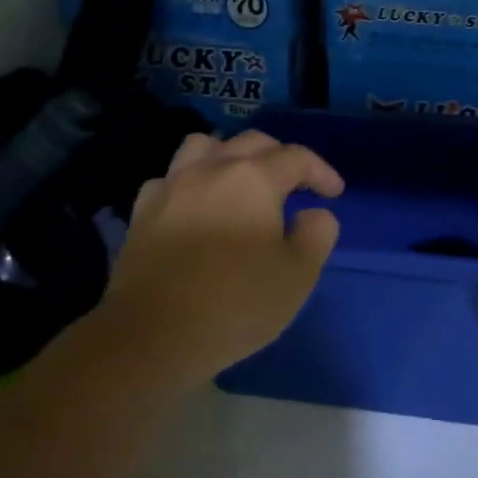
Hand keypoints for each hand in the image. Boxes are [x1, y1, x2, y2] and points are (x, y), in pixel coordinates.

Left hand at [99, 130, 343, 381]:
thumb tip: (314, 214)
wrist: (152, 335)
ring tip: (241, 181)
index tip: (334, 193)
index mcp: (253, 178)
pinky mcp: (143, 211)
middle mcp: (211, 169)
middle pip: (251, 143)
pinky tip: (197, 206)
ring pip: (204, 146)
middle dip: (280, 157)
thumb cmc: (235, 304)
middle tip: (295, 185)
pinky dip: (191, 182)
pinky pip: (171, 178)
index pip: (296, 157)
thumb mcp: (297, 276)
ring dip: (229, 155)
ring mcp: (171, 186)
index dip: (321, 172)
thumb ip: (316, 235)